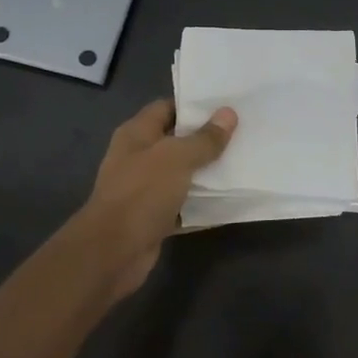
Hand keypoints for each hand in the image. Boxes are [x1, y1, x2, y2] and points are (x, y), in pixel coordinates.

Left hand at [80, 98, 236, 298]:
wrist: (114, 252)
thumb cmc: (142, 193)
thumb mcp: (177, 158)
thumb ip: (204, 138)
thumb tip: (228, 114)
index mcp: (137, 134)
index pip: (167, 108)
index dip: (194, 105)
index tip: (227, 105)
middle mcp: (138, 157)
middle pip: (177, 141)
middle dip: (207, 138)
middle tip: (243, 132)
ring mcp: (145, 189)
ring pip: (182, 174)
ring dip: (207, 172)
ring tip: (243, 161)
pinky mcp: (154, 217)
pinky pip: (184, 204)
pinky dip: (203, 203)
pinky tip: (230, 199)